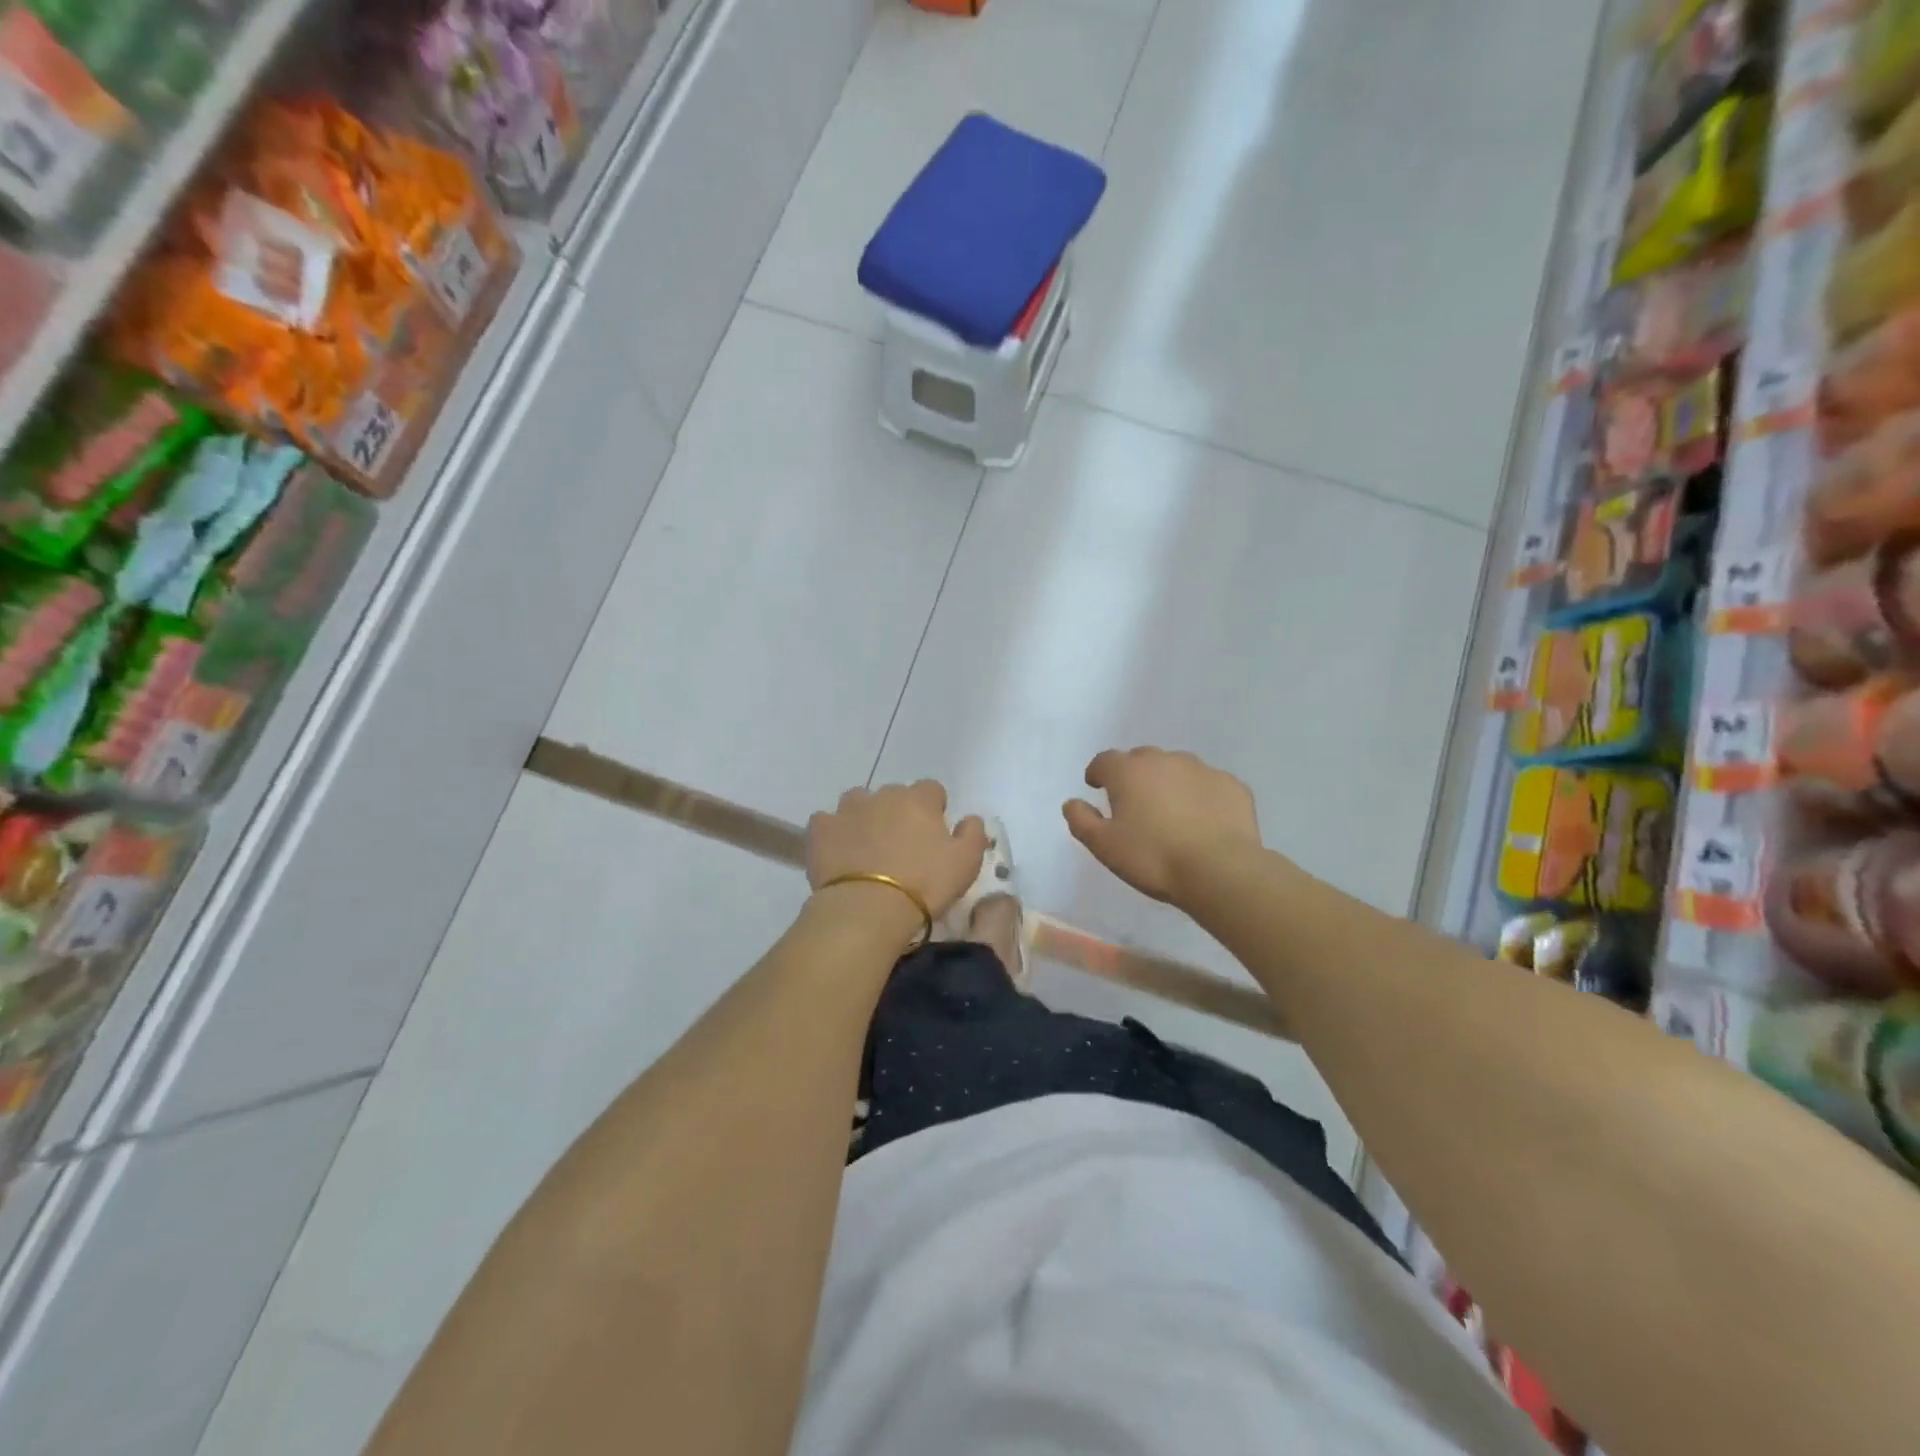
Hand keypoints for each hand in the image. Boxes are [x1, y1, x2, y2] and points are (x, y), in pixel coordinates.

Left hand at [807, 780, 987, 923]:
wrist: (868, 907)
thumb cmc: (924, 884)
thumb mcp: (966, 863)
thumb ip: (973, 833)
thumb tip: (970, 818)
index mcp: (919, 800)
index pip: (932, 790)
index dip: (934, 809)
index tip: (934, 834)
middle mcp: (883, 795)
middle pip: (894, 795)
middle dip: (899, 813)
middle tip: (902, 847)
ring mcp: (848, 809)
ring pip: (859, 803)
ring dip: (865, 817)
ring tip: (868, 848)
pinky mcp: (821, 829)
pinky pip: (827, 822)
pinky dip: (833, 832)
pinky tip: (839, 853)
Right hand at [1064, 747, 1259, 904]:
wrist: (1220, 870)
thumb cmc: (1153, 858)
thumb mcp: (1104, 846)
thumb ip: (1082, 821)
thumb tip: (1072, 803)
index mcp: (1129, 772)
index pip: (1105, 760)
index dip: (1098, 773)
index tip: (1097, 787)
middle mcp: (1165, 760)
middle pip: (1142, 759)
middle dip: (1134, 775)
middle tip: (1134, 803)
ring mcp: (1202, 770)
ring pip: (1177, 768)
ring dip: (1168, 782)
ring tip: (1170, 812)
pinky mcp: (1232, 786)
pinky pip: (1208, 785)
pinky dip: (1200, 796)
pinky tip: (1202, 821)